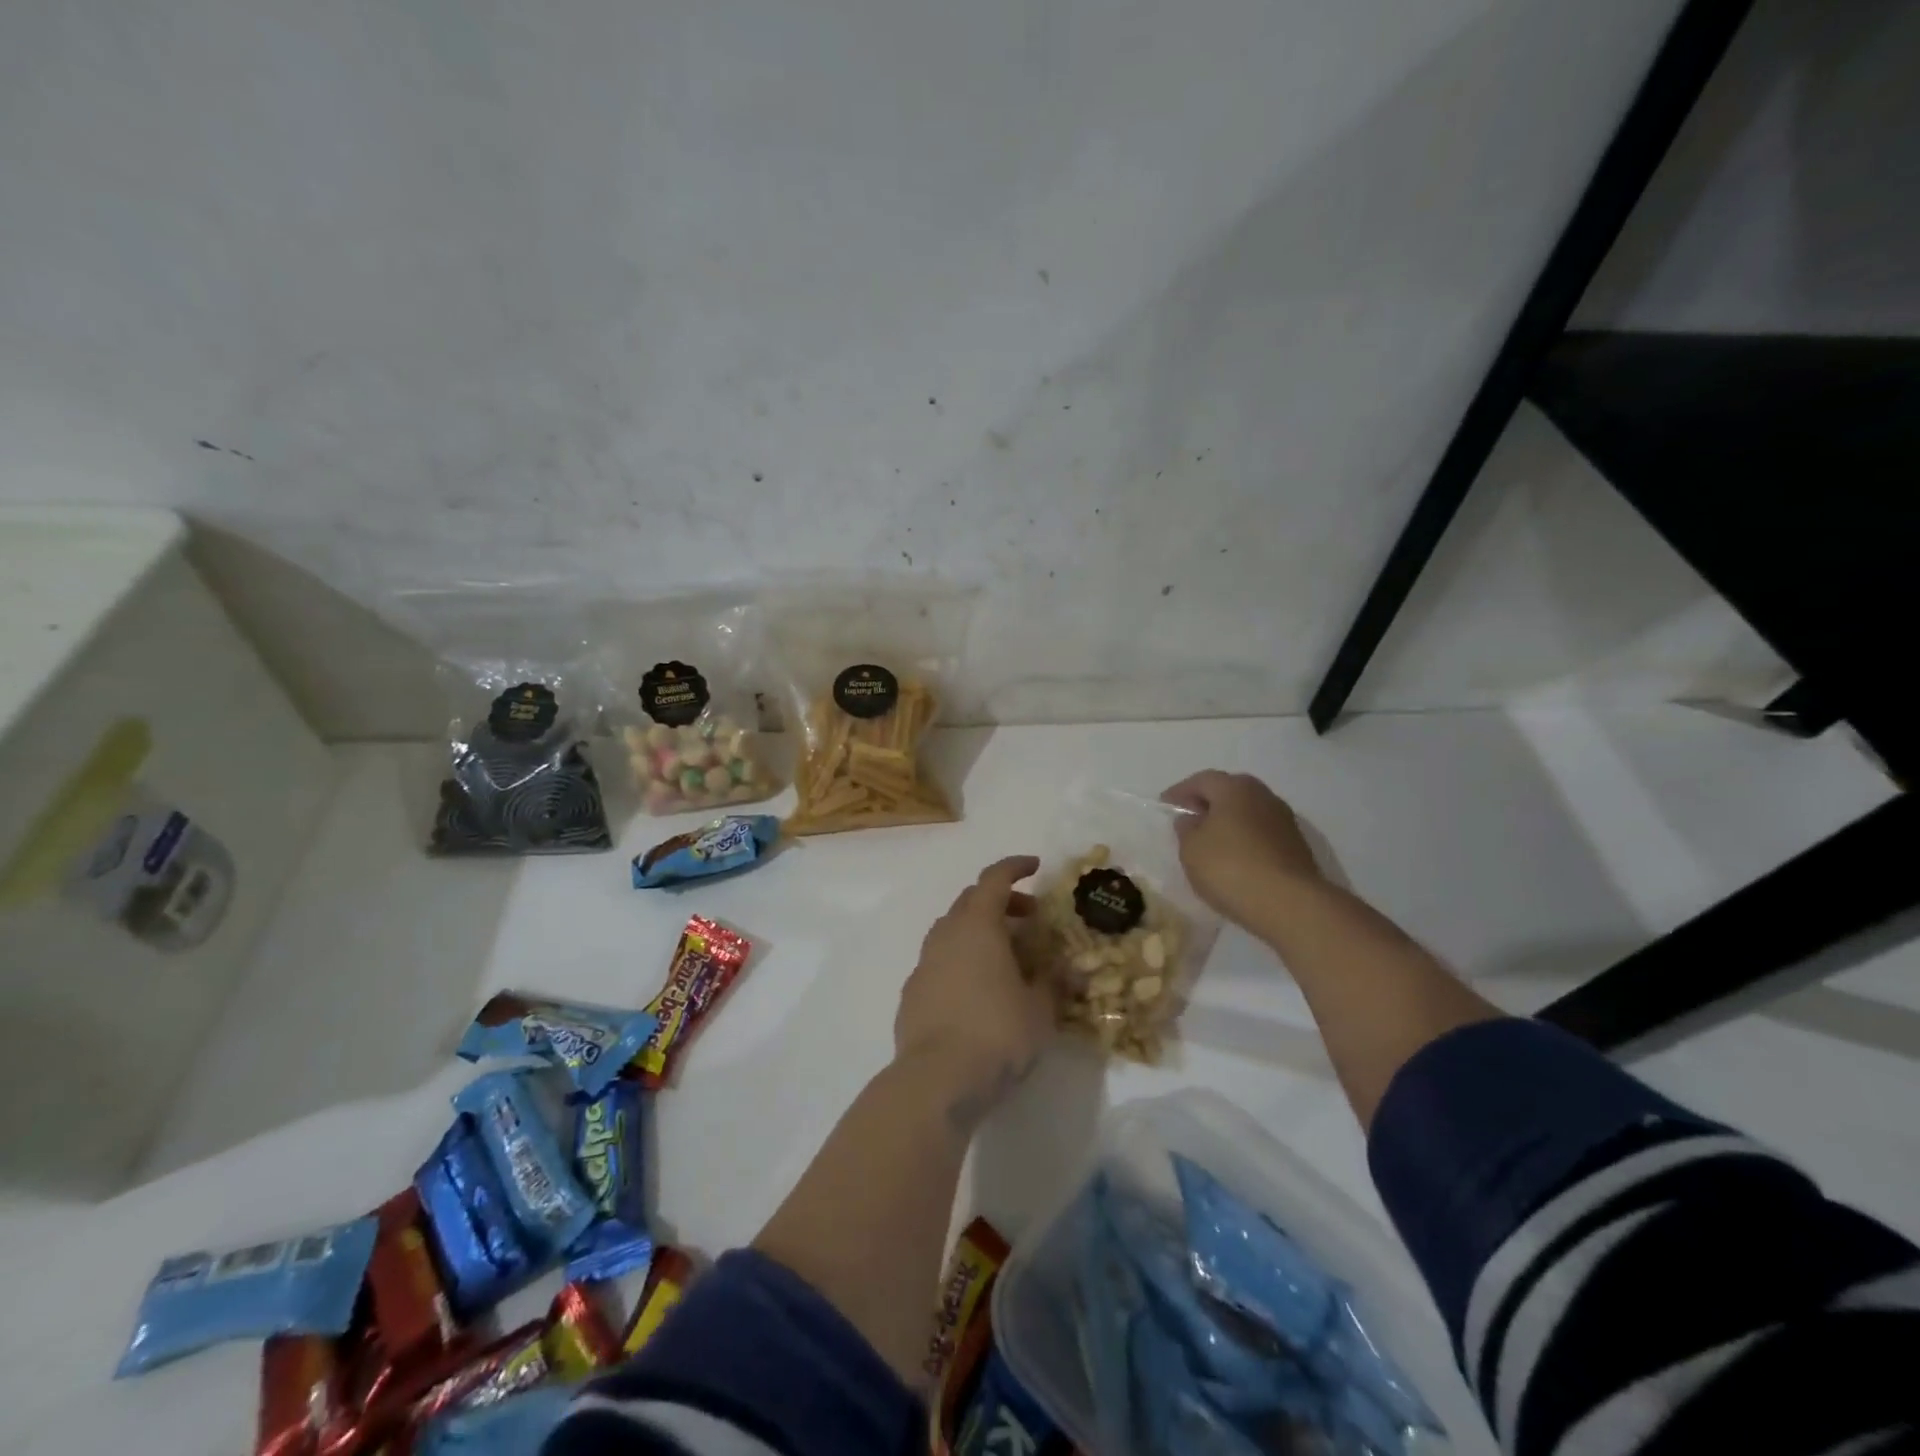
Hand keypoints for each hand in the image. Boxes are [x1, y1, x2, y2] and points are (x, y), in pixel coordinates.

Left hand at [895, 856, 1054, 1122]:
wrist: (937, 1081)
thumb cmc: (997, 1034)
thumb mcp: (1040, 1010)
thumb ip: (1054, 983)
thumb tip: (1067, 969)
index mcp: (977, 926)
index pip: (994, 879)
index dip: (1015, 867)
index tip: (1035, 867)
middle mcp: (946, 935)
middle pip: (972, 901)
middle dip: (1002, 902)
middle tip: (1030, 919)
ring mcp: (924, 963)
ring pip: (953, 931)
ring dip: (980, 932)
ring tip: (1007, 956)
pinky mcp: (912, 993)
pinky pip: (941, 961)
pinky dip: (962, 961)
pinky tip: (978, 990)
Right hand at [1161, 771, 1324, 928]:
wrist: (1289, 904)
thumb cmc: (1230, 868)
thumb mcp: (1191, 849)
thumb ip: (1186, 829)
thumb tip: (1192, 820)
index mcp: (1234, 788)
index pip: (1202, 780)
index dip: (1180, 791)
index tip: (1165, 805)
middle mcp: (1263, 796)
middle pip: (1229, 792)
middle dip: (1208, 803)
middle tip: (1190, 818)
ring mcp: (1284, 820)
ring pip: (1248, 813)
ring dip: (1229, 822)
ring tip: (1211, 841)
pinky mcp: (1296, 846)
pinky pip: (1261, 834)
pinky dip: (1245, 839)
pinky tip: (1235, 858)